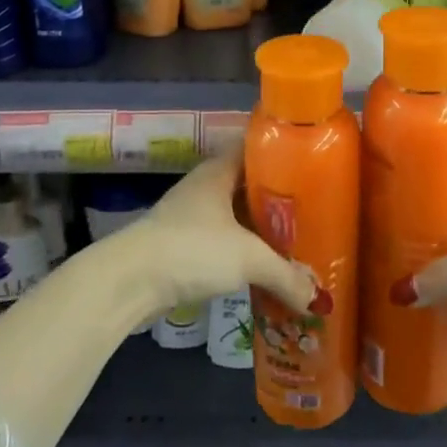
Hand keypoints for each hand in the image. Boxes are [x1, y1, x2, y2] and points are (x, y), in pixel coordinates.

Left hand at [113, 156, 328, 320]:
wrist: (128, 282)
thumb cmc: (191, 250)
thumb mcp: (248, 259)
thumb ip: (286, 275)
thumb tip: (318, 299)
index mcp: (218, 172)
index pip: (253, 147)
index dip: (281, 152)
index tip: (311, 162)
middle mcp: (204, 188)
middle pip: (247, 185)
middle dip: (277, 198)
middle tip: (313, 210)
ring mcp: (189, 218)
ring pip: (234, 217)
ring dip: (259, 230)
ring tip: (295, 242)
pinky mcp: (181, 248)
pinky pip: (221, 243)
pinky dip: (242, 253)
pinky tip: (262, 269)